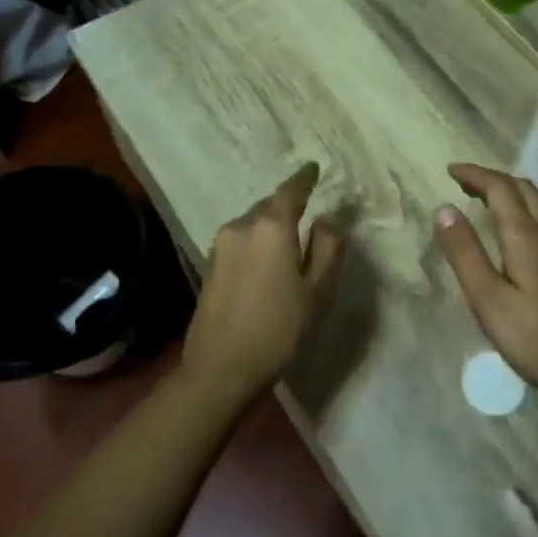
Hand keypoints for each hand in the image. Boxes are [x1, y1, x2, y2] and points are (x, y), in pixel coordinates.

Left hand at [180, 163, 343, 406]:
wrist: (219, 368)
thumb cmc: (278, 328)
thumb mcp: (317, 291)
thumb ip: (328, 248)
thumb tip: (328, 219)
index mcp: (271, 226)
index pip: (291, 190)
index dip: (305, 178)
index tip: (314, 168)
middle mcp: (242, 226)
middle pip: (270, 206)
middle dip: (288, 205)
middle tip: (308, 212)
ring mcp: (220, 244)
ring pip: (253, 223)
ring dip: (271, 226)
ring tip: (289, 242)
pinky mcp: (209, 264)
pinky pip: (240, 240)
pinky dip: (256, 242)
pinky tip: (266, 262)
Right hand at [433, 163, 537, 412]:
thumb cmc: (536, 337)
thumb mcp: (488, 298)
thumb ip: (465, 252)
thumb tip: (444, 208)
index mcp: (526, 234)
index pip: (499, 187)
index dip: (474, 174)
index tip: (450, 170)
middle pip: (522, 188)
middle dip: (492, 180)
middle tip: (464, 185)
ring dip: (511, 192)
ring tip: (486, 202)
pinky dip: (525, 209)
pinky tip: (518, 232)